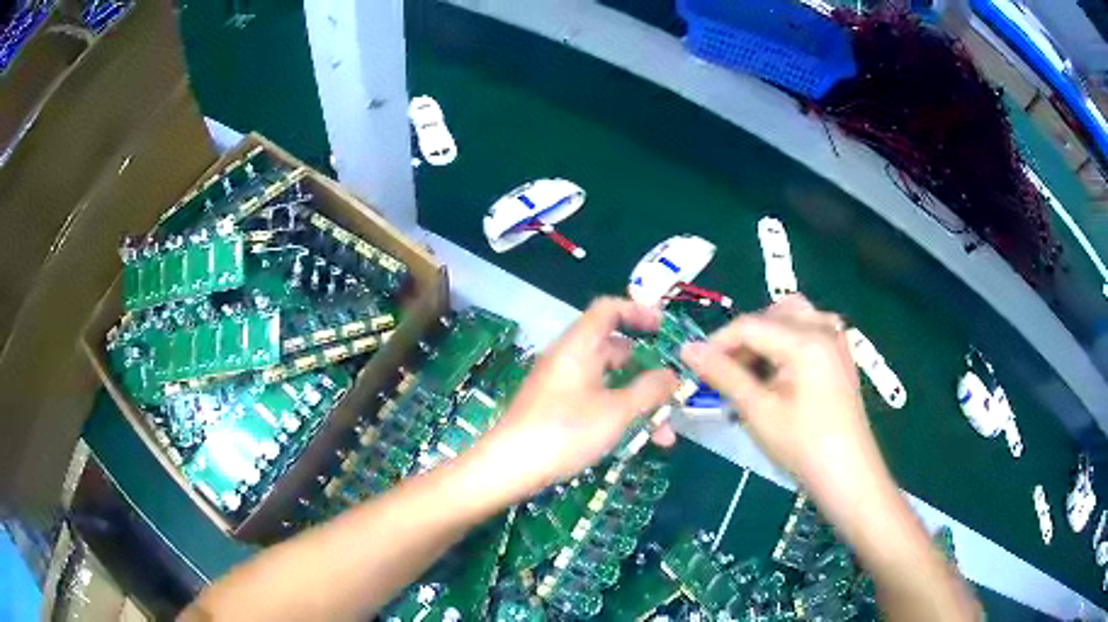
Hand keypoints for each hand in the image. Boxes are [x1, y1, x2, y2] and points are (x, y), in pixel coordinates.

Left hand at [477, 297, 679, 499]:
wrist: (509, 466)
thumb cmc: (565, 431)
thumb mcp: (616, 411)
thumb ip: (649, 390)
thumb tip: (672, 375)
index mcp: (578, 346)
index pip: (608, 309)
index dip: (638, 311)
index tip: (664, 327)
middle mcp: (568, 359)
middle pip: (614, 350)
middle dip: (648, 372)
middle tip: (672, 390)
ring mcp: (560, 385)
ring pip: (609, 383)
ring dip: (638, 403)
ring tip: (664, 435)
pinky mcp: (556, 409)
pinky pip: (595, 401)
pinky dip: (618, 414)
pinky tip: (637, 442)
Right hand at [680, 295, 890, 517]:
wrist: (848, 474)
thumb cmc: (802, 445)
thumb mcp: (758, 411)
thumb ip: (723, 375)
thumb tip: (687, 350)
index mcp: (805, 339)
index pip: (749, 325)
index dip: (717, 342)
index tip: (694, 366)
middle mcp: (823, 327)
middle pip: (772, 313)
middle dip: (744, 338)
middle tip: (726, 371)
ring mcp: (836, 340)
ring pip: (792, 317)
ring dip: (767, 336)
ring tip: (753, 372)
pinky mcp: (841, 355)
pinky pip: (809, 330)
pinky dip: (788, 342)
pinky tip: (781, 372)